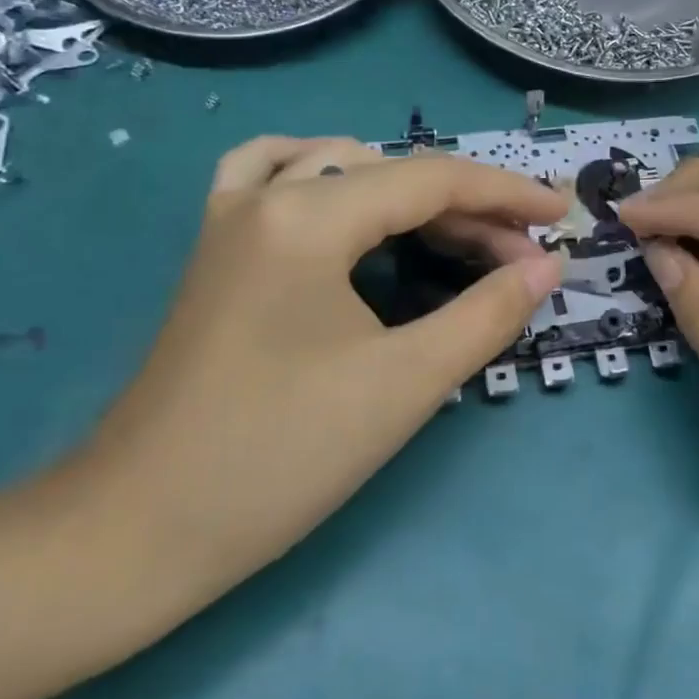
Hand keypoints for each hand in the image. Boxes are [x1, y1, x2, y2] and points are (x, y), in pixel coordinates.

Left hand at [80, 137, 563, 600]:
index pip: (432, 180)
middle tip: (519, 255)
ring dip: (404, 189)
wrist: (136, 532)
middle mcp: (264, 197)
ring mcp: (229, 219)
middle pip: (390, 174)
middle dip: (465, 207)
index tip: (562, 215)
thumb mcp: (405, 384)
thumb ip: (487, 314)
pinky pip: (273, 177)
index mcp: (307, 217)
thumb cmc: (280, 456)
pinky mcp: (216, 251)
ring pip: (335, 166)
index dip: (507, 194)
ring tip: (451, 228)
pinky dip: (325, 177)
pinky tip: (347, 205)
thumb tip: (546, 267)